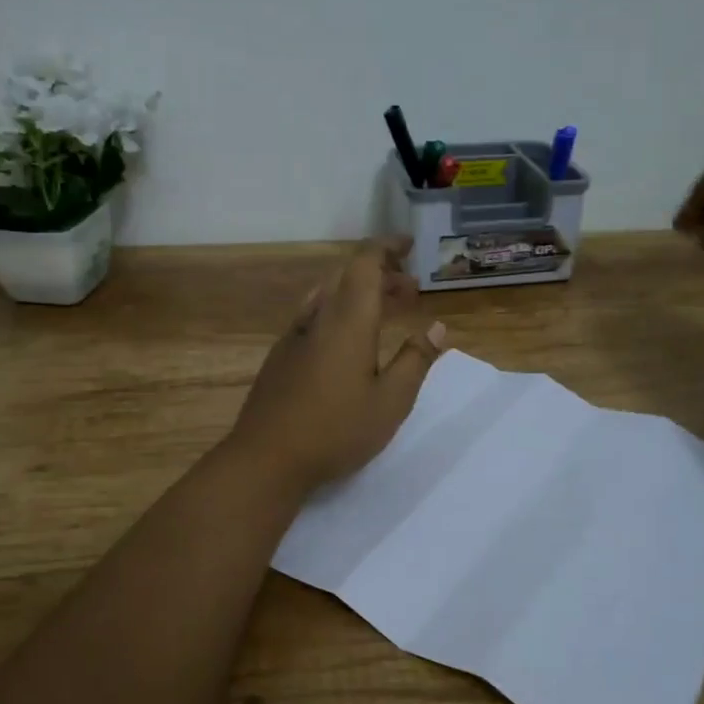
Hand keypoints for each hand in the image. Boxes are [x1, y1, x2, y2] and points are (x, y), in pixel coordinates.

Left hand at [228, 238, 446, 493]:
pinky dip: (339, 311)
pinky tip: (347, 340)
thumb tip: (438, 327)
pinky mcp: (280, 356)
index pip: (365, 264)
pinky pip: (314, 315)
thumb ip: (415, 360)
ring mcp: (294, 336)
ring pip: (328, 295)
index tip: (409, 245)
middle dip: (380, 273)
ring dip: (358, 292)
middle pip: (347, 276)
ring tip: (385, 310)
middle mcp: (318, 318)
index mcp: (347, 321)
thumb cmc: (336, 430)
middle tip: (410, 290)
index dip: (387, 248)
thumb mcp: (390, 401)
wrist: (266, 458)